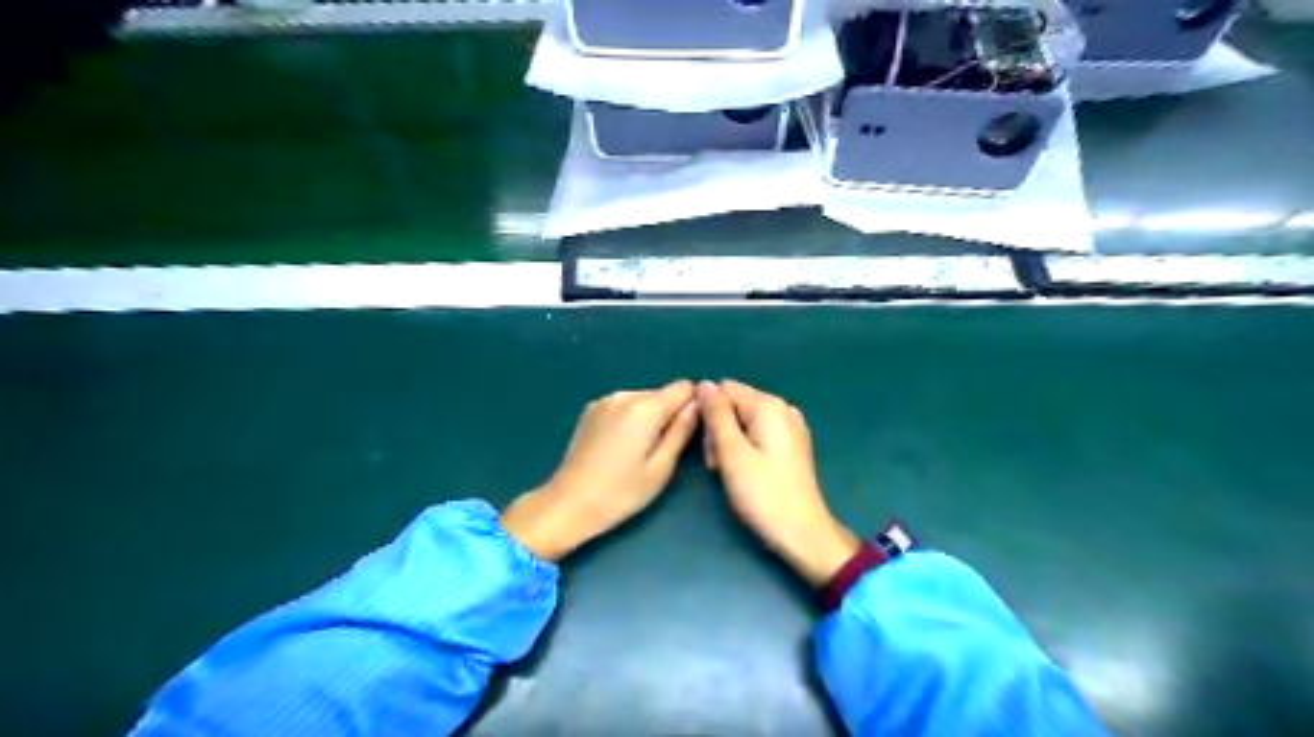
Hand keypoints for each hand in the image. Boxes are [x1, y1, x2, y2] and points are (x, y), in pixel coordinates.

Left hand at [501, 383, 698, 562]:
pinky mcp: (590, 410)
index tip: (689, 433)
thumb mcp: (661, 467)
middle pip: (662, 394)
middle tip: (663, 452)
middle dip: (670, 415)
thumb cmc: (621, 492)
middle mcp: (624, 395)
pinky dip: (630, 420)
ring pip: (643, 400)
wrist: (568, 503)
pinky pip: (624, 407)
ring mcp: (604, 401)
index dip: (693, 406)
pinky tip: (620, 448)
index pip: (684, 387)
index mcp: (645, 407)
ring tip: (639, 453)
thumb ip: (682, 431)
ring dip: (649, 419)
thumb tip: (698, 405)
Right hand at [696, 379, 865, 585]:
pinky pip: (758, 434)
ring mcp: (790, 426)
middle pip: (734, 405)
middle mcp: (782, 408)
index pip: (723, 390)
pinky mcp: (791, 445)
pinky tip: (746, 472)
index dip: (708, 414)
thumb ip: (716, 415)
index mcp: (769, 405)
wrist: (802, 533)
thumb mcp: (732, 453)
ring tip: (731, 473)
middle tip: (718, 466)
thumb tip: (703, 384)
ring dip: (729, 443)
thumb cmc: (763, 494)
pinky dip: (746, 449)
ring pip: (743, 421)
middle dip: (719, 431)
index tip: (708, 447)